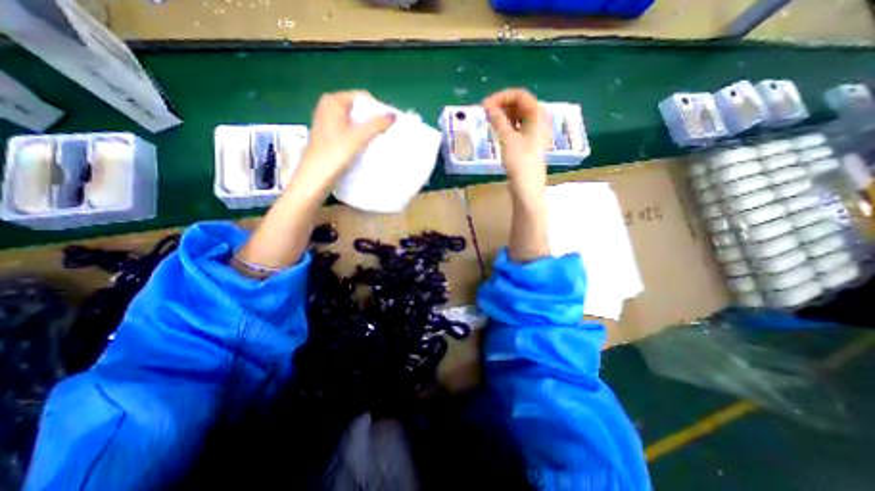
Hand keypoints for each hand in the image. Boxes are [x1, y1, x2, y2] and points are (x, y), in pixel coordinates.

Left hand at [294, 90, 396, 192]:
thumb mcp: (358, 138)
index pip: (361, 97)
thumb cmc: (334, 154)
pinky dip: (359, 137)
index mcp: (332, 101)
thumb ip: (376, 125)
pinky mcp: (329, 138)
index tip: (389, 122)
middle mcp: (328, 108)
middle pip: (358, 109)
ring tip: (381, 140)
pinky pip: (349, 132)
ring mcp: (328, 123)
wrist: (315, 179)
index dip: (377, 108)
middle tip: (388, 132)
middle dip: (373, 120)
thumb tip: (394, 115)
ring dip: (367, 130)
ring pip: (354, 122)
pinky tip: (368, 147)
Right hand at [481, 88, 547, 201]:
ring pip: (518, 115)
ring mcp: (533, 132)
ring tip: (489, 119)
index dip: (502, 96)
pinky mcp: (528, 143)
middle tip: (485, 111)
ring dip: (504, 114)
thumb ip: (498, 120)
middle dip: (502, 104)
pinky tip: (497, 129)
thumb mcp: (507, 139)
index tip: (485, 104)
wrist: (527, 188)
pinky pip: (517, 127)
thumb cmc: (520, 163)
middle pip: (520, 104)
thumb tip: (487, 105)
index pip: (520, 95)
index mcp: (537, 116)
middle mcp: (538, 121)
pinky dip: (507, 125)